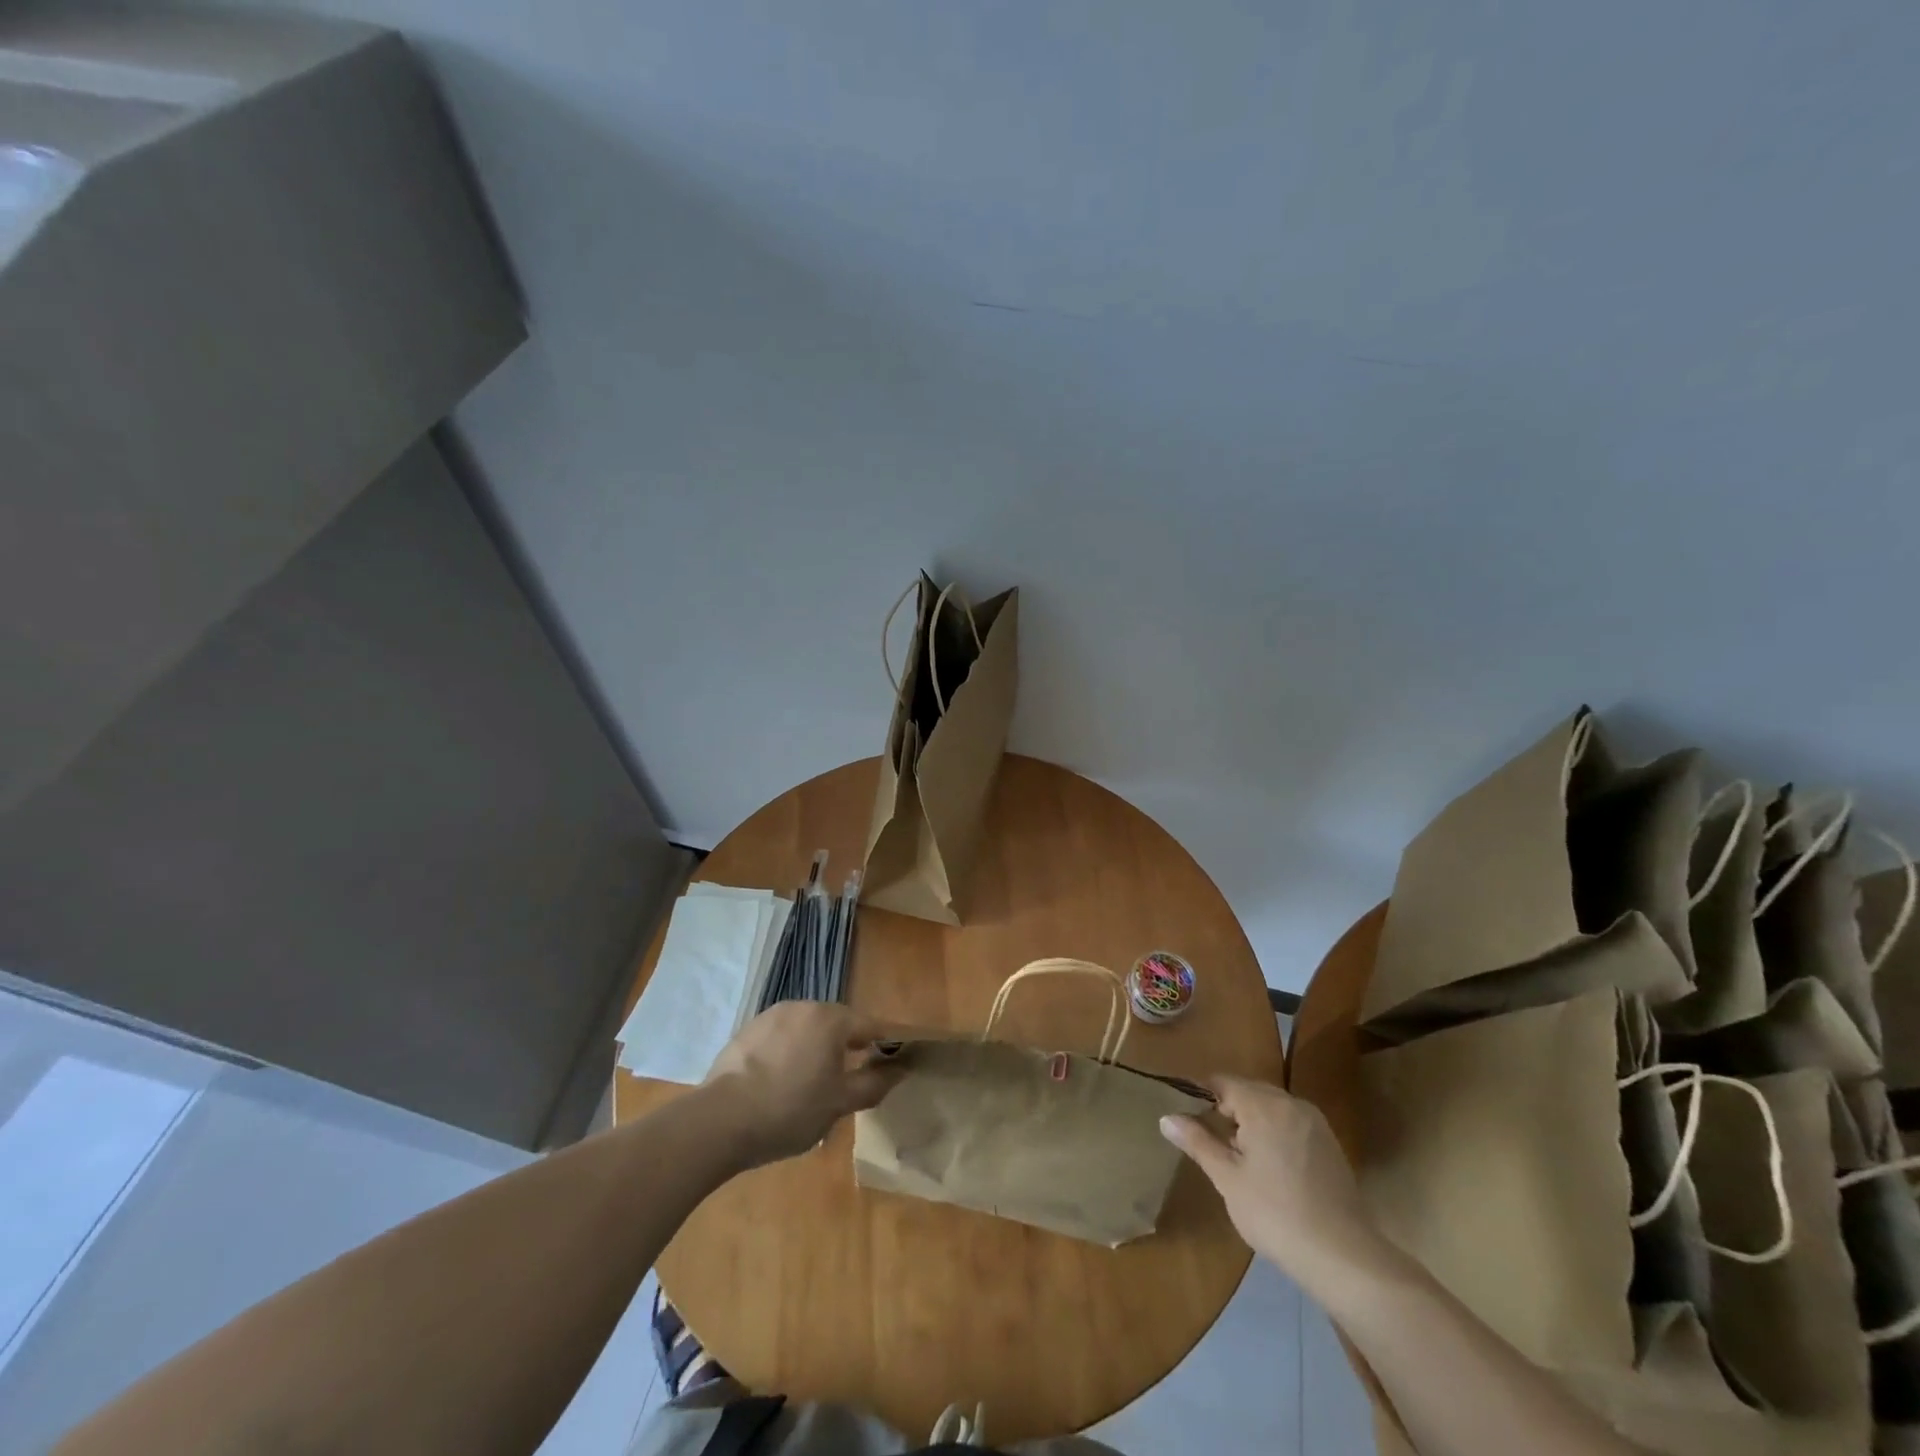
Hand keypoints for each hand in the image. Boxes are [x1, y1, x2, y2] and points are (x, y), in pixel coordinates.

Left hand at [701, 1002, 902, 1167]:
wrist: (720, 1121)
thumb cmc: (790, 1111)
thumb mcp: (839, 1103)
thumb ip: (874, 1083)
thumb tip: (901, 1069)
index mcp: (831, 1019)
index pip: (872, 1026)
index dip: (886, 1044)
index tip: (894, 1063)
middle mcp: (804, 1006)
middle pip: (838, 1023)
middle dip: (848, 1047)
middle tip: (848, 1081)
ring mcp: (772, 1015)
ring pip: (808, 1028)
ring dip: (816, 1048)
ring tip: (811, 1085)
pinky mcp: (748, 1029)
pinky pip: (782, 1036)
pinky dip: (789, 1052)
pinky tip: (781, 1082)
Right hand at [1160, 1076, 1380, 1286]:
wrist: (1343, 1257)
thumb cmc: (1275, 1214)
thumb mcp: (1227, 1179)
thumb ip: (1198, 1142)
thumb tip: (1166, 1117)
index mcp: (1263, 1105)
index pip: (1223, 1083)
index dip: (1202, 1097)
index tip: (1189, 1121)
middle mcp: (1291, 1103)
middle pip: (1249, 1091)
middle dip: (1228, 1111)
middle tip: (1212, 1144)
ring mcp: (1315, 1123)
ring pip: (1271, 1107)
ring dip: (1252, 1122)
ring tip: (1239, 1158)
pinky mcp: (1330, 1144)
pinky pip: (1291, 1123)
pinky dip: (1275, 1133)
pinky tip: (1271, 1169)